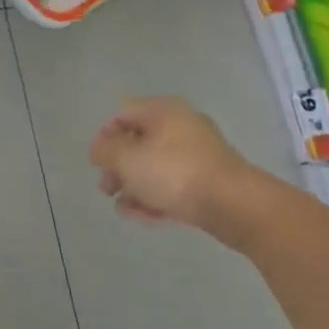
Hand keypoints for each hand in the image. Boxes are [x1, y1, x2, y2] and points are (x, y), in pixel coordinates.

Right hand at [90, 96, 244, 225]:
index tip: (96, 162)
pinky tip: (143, 216)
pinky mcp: (209, 182)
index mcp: (164, 112)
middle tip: (106, 188)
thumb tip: (99, 149)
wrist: (233, 204)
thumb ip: (105, 151)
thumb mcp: (127, 159)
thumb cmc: (173, 172)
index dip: (104, 137)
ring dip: (135, 186)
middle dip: (119, 167)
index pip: (124, 114)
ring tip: (123, 208)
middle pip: (140, 143)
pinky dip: (157, 197)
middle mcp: (182, 127)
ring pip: (156, 167)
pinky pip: (174, 185)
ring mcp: (198, 155)